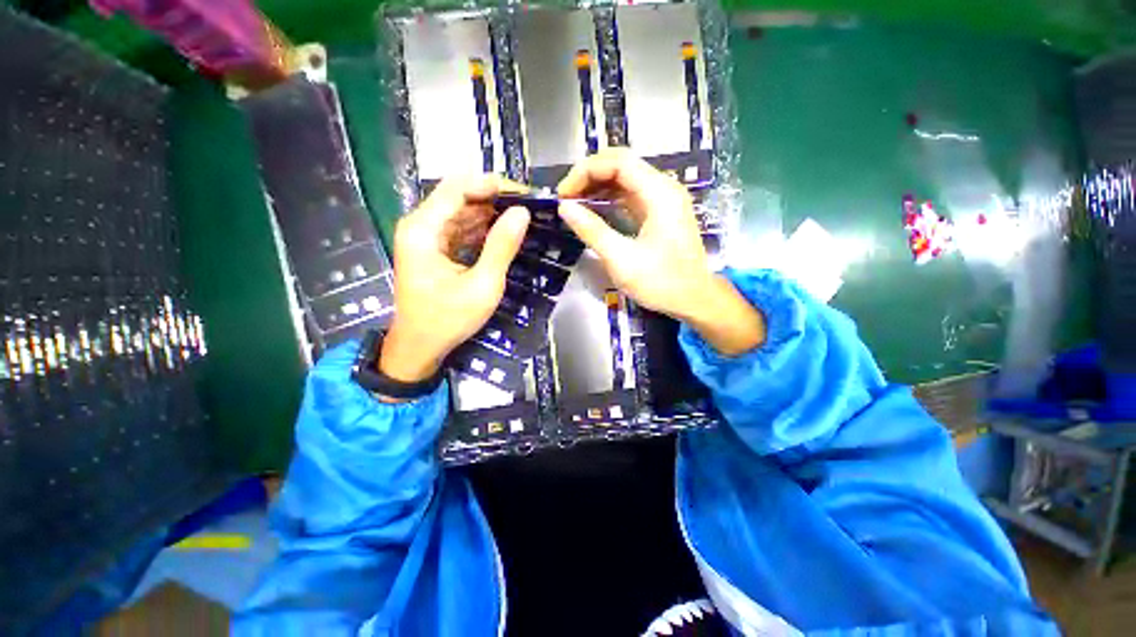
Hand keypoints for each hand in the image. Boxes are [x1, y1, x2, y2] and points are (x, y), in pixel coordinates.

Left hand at [381, 176, 529, 383]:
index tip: (525, 194)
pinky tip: (504, 233)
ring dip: (491, 213)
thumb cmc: (448, 320)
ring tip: (523, 218)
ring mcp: (425, 236)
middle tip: (529, 207)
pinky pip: (460, 229)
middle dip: (495, 199)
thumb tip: (522, 212)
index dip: (492, 184)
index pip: (458, 187)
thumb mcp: (482, 285)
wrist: (419, 347)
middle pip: (459, 196)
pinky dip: (482, 229)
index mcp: (423, 229)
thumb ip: (501, 246)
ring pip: (462, 211)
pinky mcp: (433, 248)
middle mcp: (420, 225)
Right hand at [556, 148, 764, 355]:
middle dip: (589, 176)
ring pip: (625, 178)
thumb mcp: (621, 259)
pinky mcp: (660, 212)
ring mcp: (663, 199)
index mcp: (659, 193)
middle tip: (566, 197)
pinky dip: (610, 198)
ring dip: (598, 186)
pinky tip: (594, 209)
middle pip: (622, 164)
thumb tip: (564, 207)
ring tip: (574, 203)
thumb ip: (592, 231)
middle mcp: (663, 188)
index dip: (585, 171)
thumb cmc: (661, 282)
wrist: (694, 299)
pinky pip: (631, 195)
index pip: (618, 162)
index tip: (563, 194)